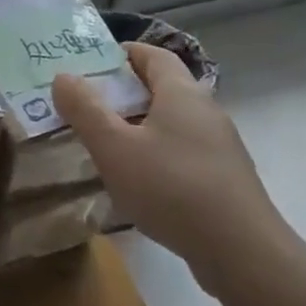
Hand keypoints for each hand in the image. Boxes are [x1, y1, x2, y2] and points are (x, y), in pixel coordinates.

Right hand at [53, 43, 294, 297]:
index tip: (90, 65)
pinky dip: (158, 154)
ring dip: (140, 126)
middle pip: (162, 87)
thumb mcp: (114, 147)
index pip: (152, 54)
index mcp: (182, 92)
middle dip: (124, 92)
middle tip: (88, 107)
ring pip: (173, 122)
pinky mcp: (225, 179)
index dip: (122, 53)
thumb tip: (63, 76)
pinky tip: (140, 182)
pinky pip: (184, 152)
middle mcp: (206, 110)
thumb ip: (85, 110)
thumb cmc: (171, 187)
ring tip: (107, 145)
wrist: (242, 252)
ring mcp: (220, 146)